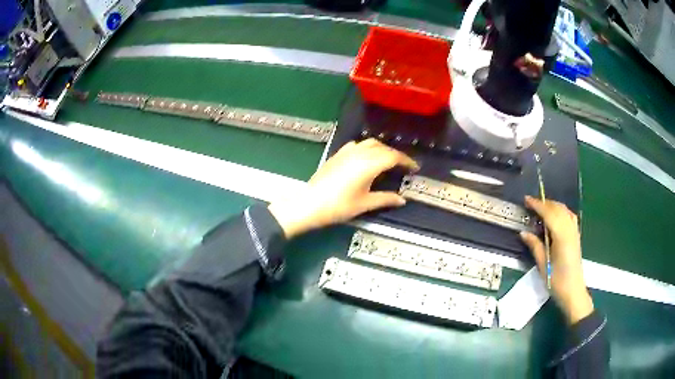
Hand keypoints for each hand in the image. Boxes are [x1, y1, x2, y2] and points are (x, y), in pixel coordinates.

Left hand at [268, 139, 418, 238]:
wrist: (310, 203)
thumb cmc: (339, 206)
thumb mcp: (365, 204)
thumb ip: (385, 199)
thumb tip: (401, 200)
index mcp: (369, 164)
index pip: (393, 157)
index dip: (406, 161)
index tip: (414, 168)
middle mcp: (360, 153)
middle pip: (383, 148)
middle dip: (396, 155)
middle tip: (404, 166)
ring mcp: (347, 152)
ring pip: (370, 143)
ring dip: (382, 149)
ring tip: (388, 161)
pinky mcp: (338, 154)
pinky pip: (358, 145)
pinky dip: (368, 148)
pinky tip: (367, 158)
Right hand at [520, 196, 593, 323]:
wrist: (573, 292)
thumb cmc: (557, 282)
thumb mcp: (543, 265)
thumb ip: (535, 246)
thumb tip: (523, 232)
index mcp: (561, 236)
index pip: (549, 213)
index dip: (537, 205)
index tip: (526, 200)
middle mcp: (570, 230)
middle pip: (558, 209)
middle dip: (544, 203)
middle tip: (531, 204)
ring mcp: (574, 232)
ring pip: (565, 210)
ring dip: (553, 206)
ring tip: (541, 208)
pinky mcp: (576, 236)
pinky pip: (569, 216)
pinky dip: (561, 211)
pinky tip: (555, 216)